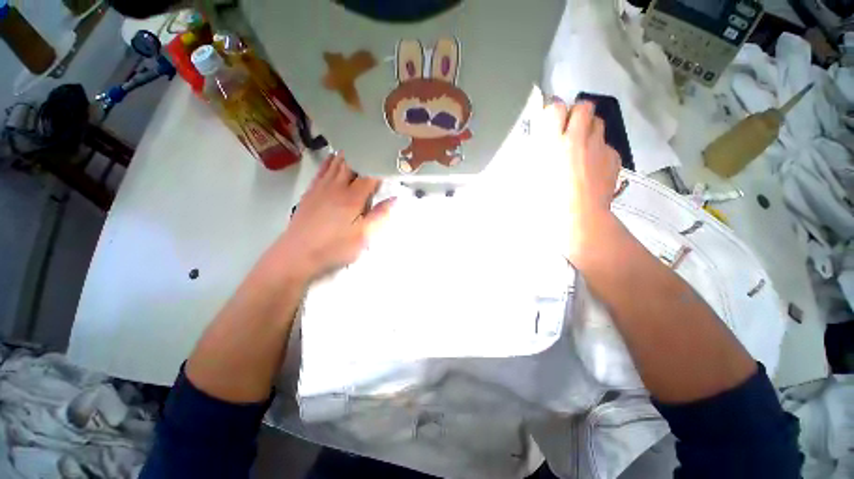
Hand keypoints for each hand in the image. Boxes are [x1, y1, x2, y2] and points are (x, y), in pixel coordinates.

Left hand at [262, 153, 394, 284]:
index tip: (391, 162)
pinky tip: (333, 157)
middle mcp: (337, 187)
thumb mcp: (363, 237)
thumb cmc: (334, 247)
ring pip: (336, 164)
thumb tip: (394, 199)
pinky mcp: (310, 192)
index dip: (381, 167)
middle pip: (352, 164)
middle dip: (365, 156)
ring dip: (348, 154)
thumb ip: (380, 216)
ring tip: (358, 145)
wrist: (296, 254)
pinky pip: (322, 170)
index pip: (370, 175)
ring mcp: (321, 188)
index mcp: (352, 197)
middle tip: (375, 149)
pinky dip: (330, 161)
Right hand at [547, 100, 620, 261]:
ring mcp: (600, 147)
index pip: (555, 107)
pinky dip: (599, 150)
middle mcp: (578, 138)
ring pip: (598, 122)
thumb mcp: (528, 178)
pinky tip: (593, 166)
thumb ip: (533, 156)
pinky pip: (607, 145)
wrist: (578, 219)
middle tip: (567, 130)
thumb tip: (538, 143)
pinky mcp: (614, 159)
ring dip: (588, 128)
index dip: (552, 111)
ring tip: (581, 145)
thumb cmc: (545, 202)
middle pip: (584, 106)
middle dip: (575, 113)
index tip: (549, 121)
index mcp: (552, 142)